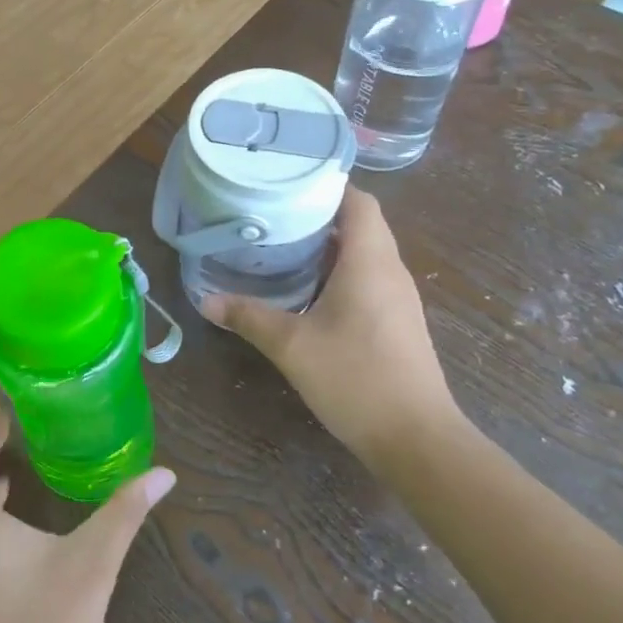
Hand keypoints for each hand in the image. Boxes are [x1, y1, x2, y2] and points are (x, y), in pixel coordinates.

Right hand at [200, 187, 461, 462]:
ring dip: (330, 244)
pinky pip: (369, 277)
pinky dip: (340, 271)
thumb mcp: (292, 346)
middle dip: (320, 214)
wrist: (417, 439)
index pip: (358, 201)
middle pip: (361, 223)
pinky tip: (308, 289)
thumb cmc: (356, 378)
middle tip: (274, 214)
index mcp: (370, 261)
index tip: (288, 183)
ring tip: (284, 245)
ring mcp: (398, 298)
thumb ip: (249, 317)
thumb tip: (205, 301)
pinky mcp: (397, 321)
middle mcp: (390, 270)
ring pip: (366, 252)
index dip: (327, 185)